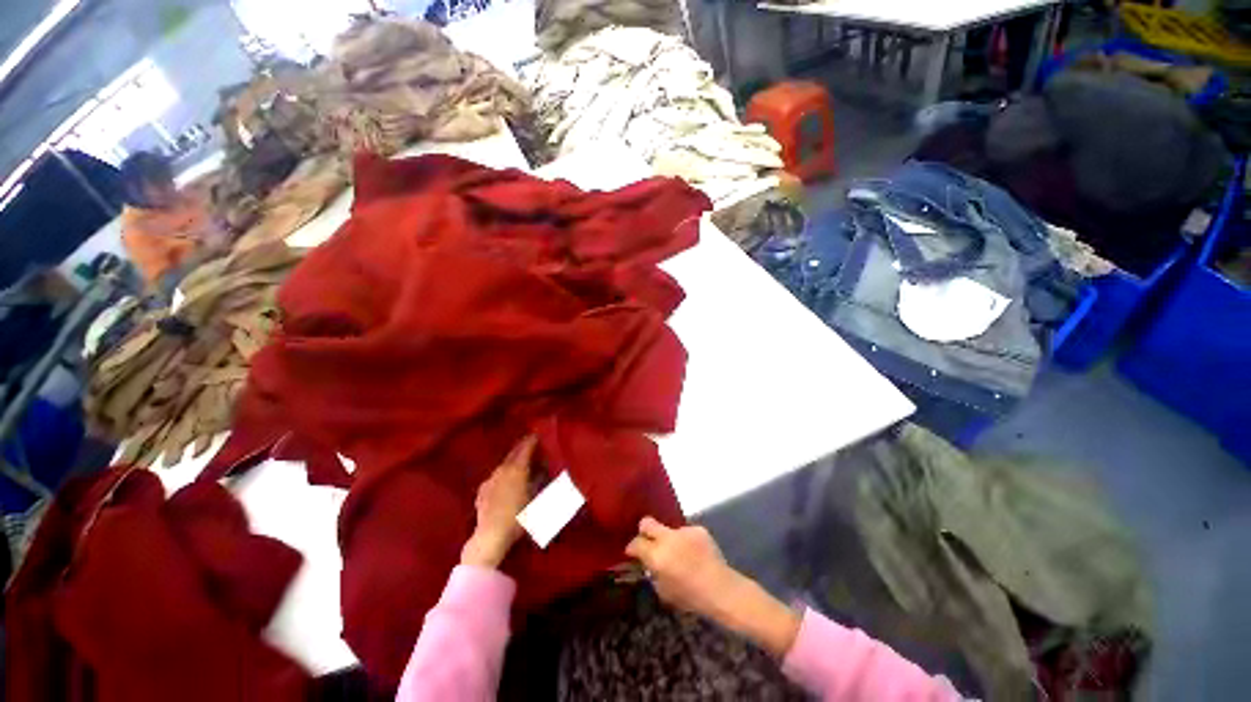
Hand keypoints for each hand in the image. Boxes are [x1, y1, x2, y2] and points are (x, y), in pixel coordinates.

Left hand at [461, 436, 536, 568]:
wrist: (490, 536)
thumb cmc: (518, 517)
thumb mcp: (538, 500)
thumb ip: (543, 482)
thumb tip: (547, 470)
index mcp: (517, 468)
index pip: (526, 447)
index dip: (533, 440)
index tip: (539, 434)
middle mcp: (502, 469)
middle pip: (513, 453)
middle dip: (523, 447)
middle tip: (532, 444)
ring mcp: (490, 479)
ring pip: (504, 464)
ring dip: (513, 461)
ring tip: (521, 463)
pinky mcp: (482, 491)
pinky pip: (496, 476)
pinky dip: (504, 474)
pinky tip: (506, 481)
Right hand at [626, 517, 800, 657]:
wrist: (722, 589)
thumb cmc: (691, 597)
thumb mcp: (664, 592)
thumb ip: (653, 574)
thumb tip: (649, 564)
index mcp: (657, 555)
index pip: (636, 543)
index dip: (632, 548)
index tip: (633, 553)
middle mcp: (667, 538)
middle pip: (647, 523)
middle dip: (644, 531)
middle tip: (648, 542)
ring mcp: (683, 531)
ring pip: (669, 530)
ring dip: (670, 540)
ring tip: (681, 555)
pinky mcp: (698, 529)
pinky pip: (686, 533)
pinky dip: (687, 542)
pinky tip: (695, 555)